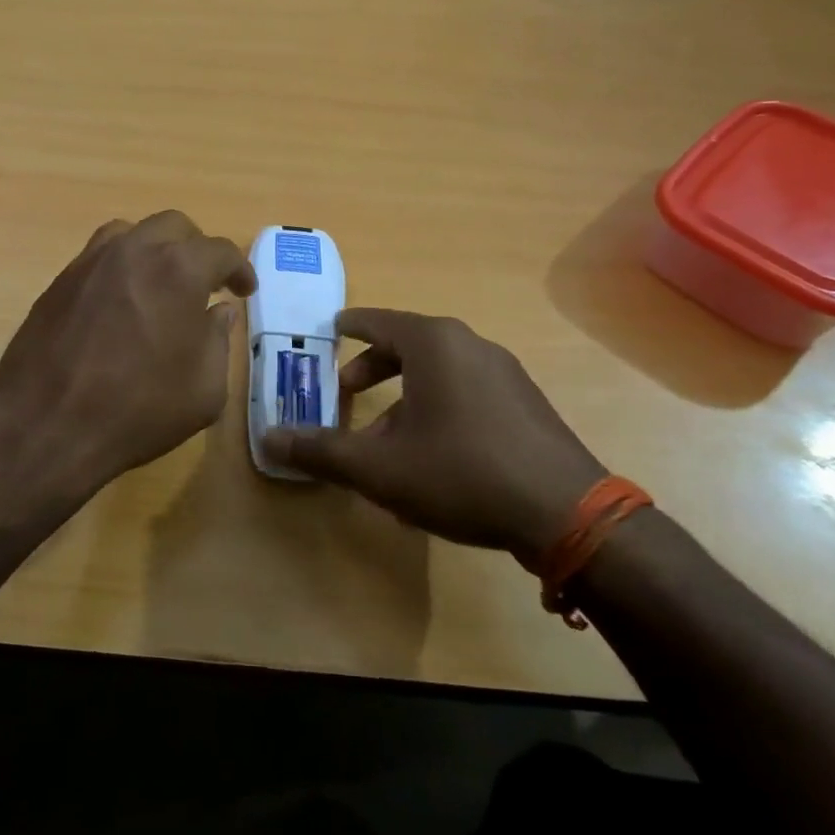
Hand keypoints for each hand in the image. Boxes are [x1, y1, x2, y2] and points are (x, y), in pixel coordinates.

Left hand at [0, 211, 256, 502]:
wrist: (47, 425)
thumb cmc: (139, 410)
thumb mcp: (204, 389)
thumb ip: (218, 341)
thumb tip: (219, 312)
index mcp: (179, 270)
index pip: (221, 251)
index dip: (240, 269)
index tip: (245, 290)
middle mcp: (134, 251)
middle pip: (175, 227)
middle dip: (197, 249)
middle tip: (206, 283)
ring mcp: (91, 262)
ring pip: (131, 233)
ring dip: (155, 249)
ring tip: (160, 283)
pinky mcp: (60, 281)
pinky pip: (98, 256)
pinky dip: (120, 266)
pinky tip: (121, 301)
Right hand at [261, 309, 606, 563]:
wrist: (565, 512)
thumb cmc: (460, 473)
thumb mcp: (378, 467)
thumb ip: (320, 450)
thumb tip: (269, 438)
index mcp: (433, 343)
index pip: (377, 321)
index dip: (349, 326)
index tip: (331, 328)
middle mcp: (470, 345)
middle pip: (409, 345)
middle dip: (373, 366)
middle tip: (346, 389)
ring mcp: (505, 372)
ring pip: (439, 372)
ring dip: (405, 394)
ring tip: (385, 437)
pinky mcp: (526, 402)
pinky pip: (468, 391)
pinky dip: (438, 407)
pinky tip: (432, 455)